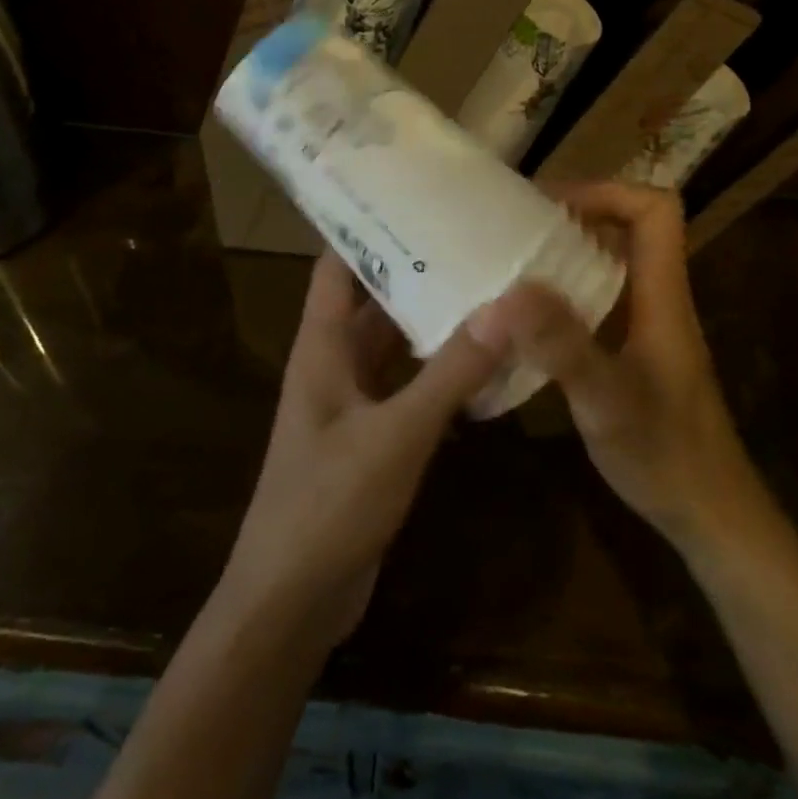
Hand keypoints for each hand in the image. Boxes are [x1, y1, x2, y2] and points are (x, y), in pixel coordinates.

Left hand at [218, 252, 504, 652]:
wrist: (291, 602)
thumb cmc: (328, 505)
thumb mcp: (397, 435)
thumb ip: (450, 374)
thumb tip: (506, 307)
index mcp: (321, 345)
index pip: (337, 264)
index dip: (367, 227)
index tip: (417, 196)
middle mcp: (333, 362)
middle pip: (374, 300)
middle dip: (417, 271)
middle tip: (475, 240)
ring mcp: (352, 402)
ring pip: (394, 345)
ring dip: (432, 323)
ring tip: (490, 288)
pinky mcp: (371, 438)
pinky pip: (407, 388)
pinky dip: (439, 373)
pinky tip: (485, 363)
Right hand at [468, 182, 757, 558]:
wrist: (711, 518)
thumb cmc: (667, 455)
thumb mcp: (607, 400)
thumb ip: (561, 346)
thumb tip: (505, 293)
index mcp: (663, 295)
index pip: (655, 210)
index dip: (606, 191)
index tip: (549, 205)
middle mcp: (657, 300)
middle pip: (628, 230)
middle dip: (573, 218)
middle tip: (513, 229)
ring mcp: (646, 328)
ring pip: (609, 267)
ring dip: (563, 257)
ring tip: (507, 265)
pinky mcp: (632, 354)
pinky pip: (596, 304)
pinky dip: (561, 297)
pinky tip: (523, 323)